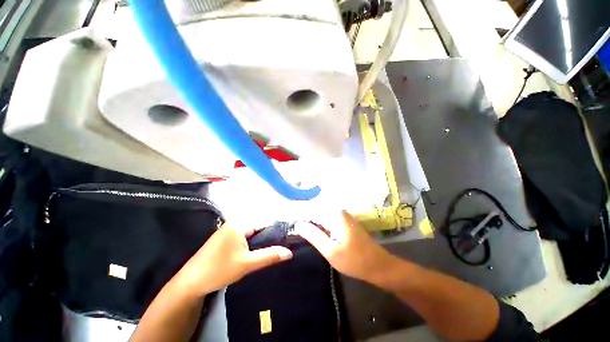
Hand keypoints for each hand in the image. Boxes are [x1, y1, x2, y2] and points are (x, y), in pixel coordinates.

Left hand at [173, 223, 292, 296]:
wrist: (190, 283)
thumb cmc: (219, 270)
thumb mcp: (247, 264)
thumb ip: (269, 256)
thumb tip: (289, 253)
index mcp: (239, 224)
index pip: (264, 223)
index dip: (275, 232)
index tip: (285, 241)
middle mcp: (234, 223)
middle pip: (257, 227)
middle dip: (267, 238)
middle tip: (278, 249)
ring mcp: (228, 230)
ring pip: (250, 233)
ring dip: (259, 242)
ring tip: (269, 252)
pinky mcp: (224, 238)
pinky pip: (243, 237)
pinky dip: (250, 244)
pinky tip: (254, 254)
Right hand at [296, 211, 396, 283]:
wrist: (379, 266)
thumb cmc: (355, 260)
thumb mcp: (331, 251)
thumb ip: (314, 235)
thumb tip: (298, 224)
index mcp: (335, 215)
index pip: (311, 210)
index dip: (300, 216)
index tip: (291, 224)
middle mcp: (339, 211)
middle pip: (316, 212)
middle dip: (306, 220)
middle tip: (294, 230)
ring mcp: (343, 216)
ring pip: (322, 217)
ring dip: (312, 224)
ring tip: (301, 232)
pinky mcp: (345, 223)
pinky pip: (328, 221)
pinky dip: (320, 227)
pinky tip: (315, 234)